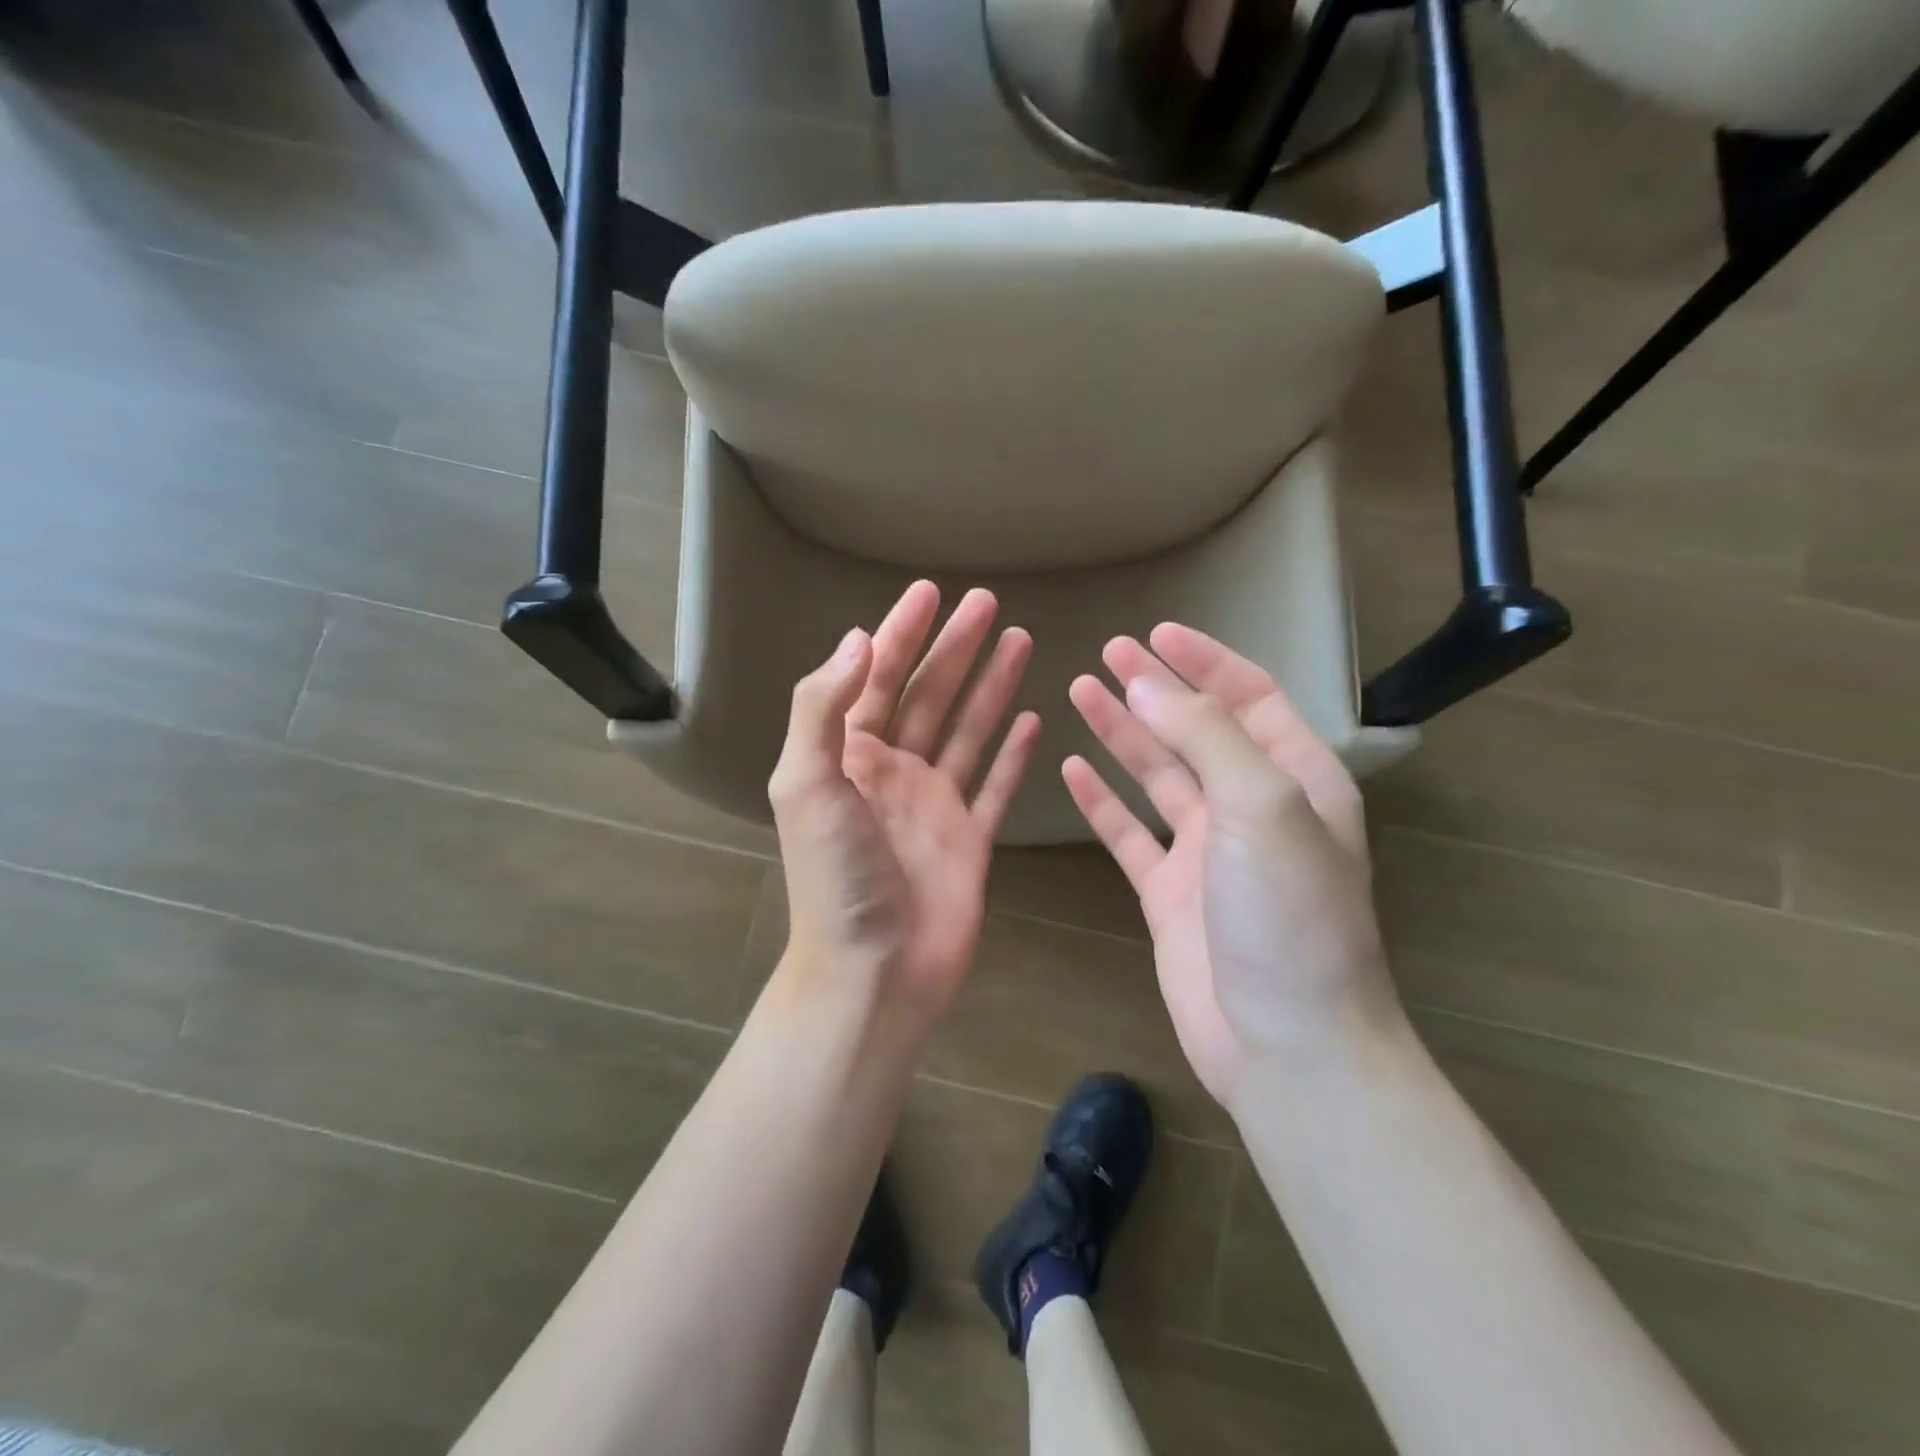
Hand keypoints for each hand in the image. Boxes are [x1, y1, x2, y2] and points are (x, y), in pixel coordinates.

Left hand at [769, 581, 1041, 1028]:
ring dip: (990, 685)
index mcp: (848, 755)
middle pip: (929, 694)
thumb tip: (858, 638)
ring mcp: (934, 805)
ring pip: (967, 730)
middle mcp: (892, 772)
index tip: (929, 592)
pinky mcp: (970, 838)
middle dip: (954, 647)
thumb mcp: (806, 783)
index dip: (902, 633)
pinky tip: (1032, 720)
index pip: (877, 677)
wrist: (874, 970)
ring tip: (1019, 639)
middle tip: (986, 601)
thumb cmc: (836, 877)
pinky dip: (1013, 754)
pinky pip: (996, 785)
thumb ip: (823, 708)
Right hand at [1062, 624, 1398, 1106]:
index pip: (1248, 698)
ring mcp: (1205, 851)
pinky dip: (1101, 801)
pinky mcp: (1167, 891)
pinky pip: (1127, 833)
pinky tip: (1072, 769)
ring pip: (1156, 776)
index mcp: (1294, 779)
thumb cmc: (1287, 915)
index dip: (1204, 662)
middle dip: (1154, 689)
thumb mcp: (1262, 806)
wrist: (1284, 1043)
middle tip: (1106, 653)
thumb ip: (1206, 736)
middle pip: (1194, 730)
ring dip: (1121, 734)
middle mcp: (1250, 807)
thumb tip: (1148, 684)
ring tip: (1079, 691)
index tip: (1156, 633)